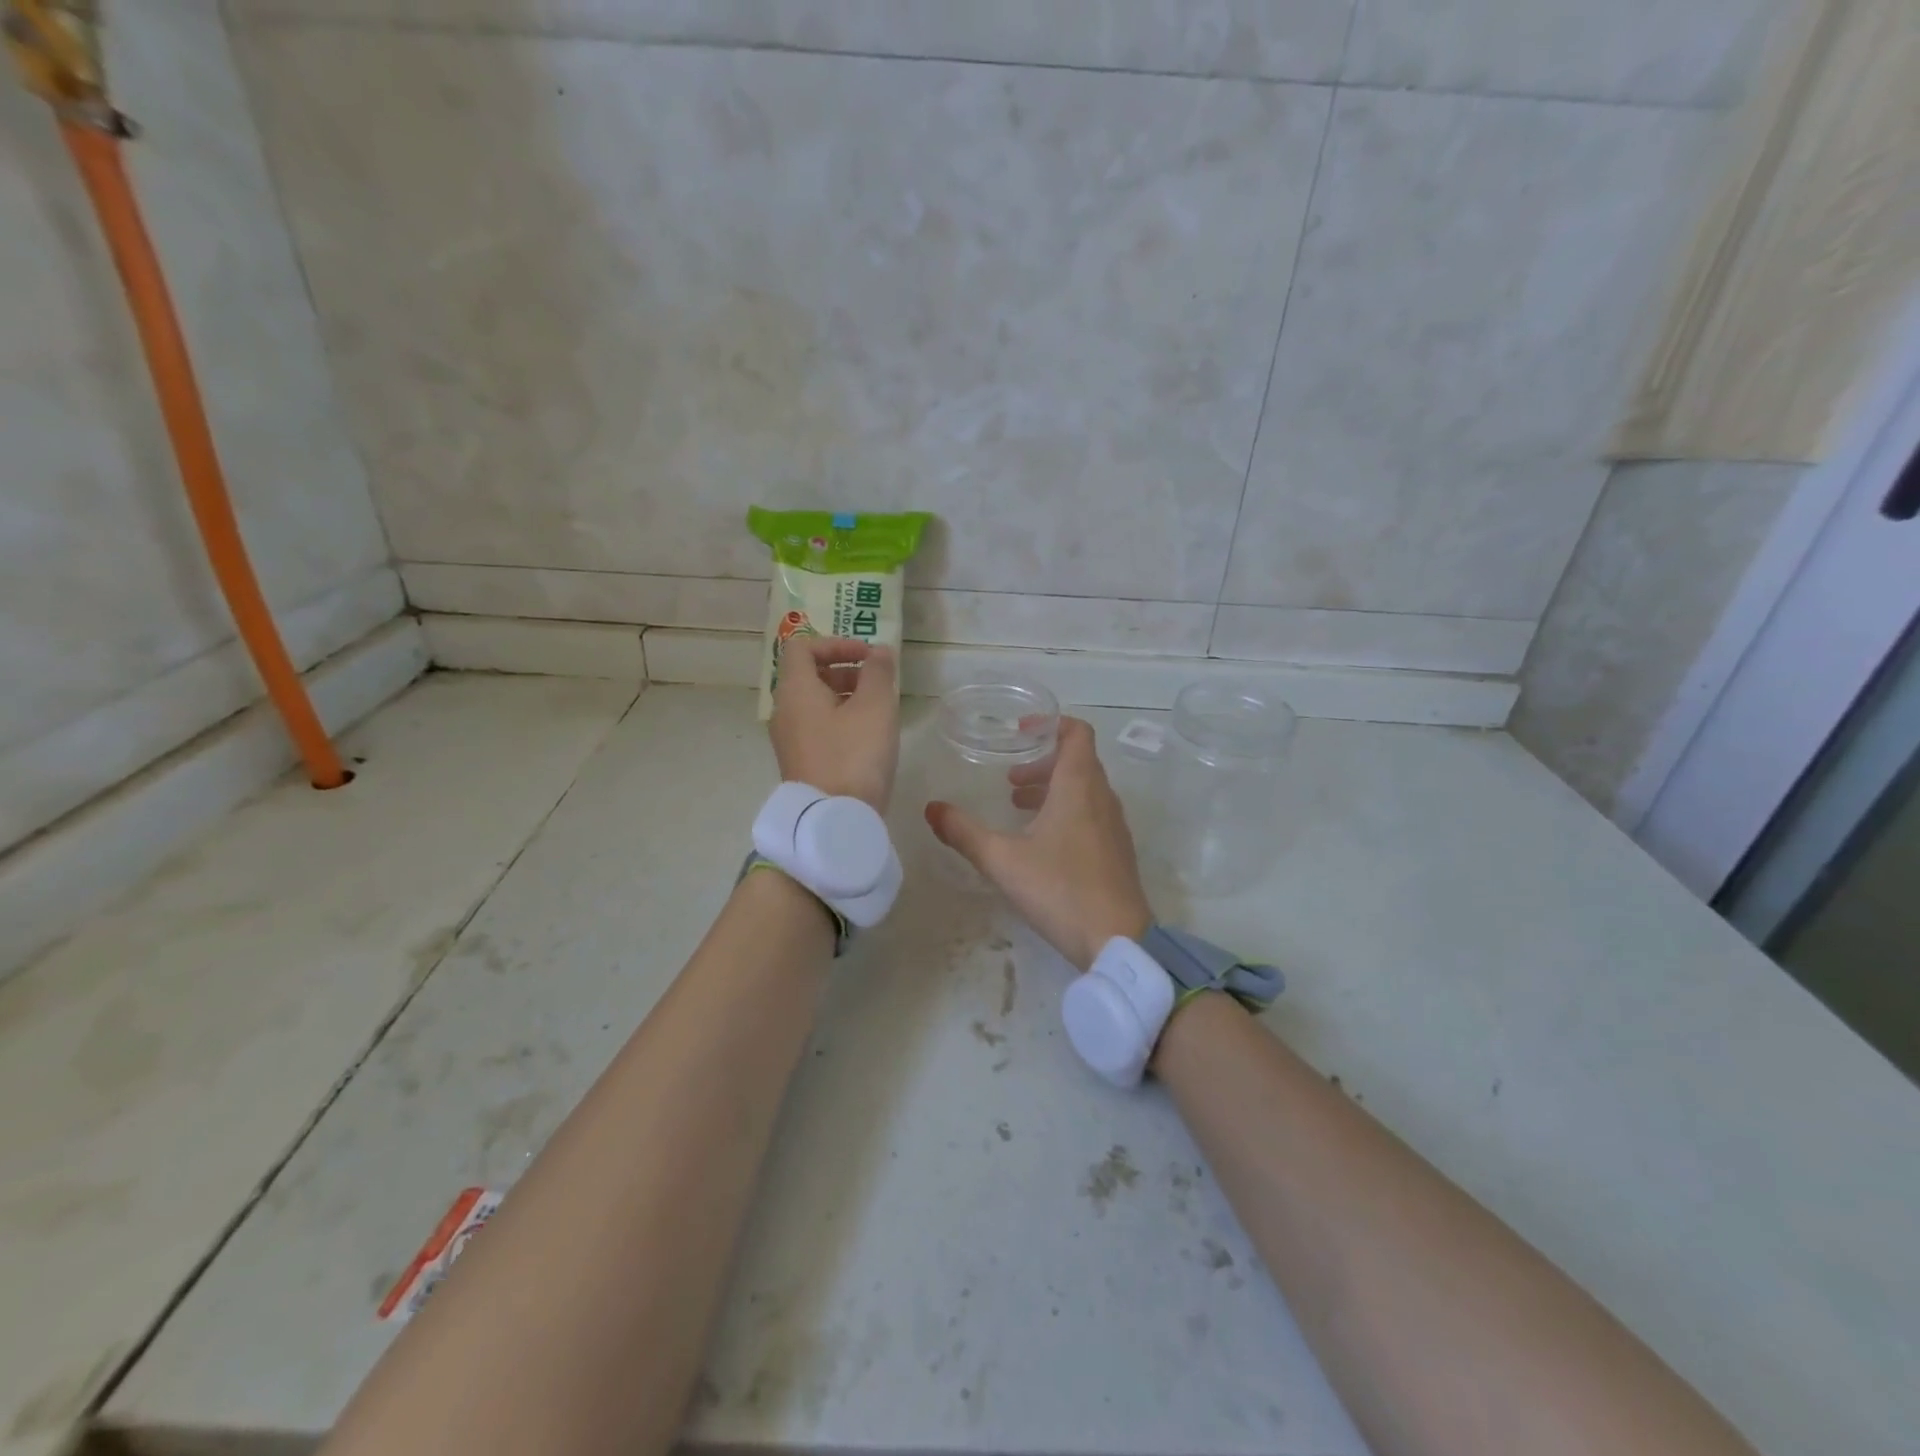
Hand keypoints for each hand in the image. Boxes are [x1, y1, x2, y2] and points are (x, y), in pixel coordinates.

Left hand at [770, 637, 899, 810]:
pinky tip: (867, 738)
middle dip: (845, 670)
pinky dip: (839, 720)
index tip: (868, 657)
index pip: (802, 647)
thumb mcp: (875, 707)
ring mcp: (789, 739)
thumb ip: (878, 672)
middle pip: (808, 675)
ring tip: (878, 712)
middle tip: (877, 684)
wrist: (833, 819)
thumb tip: (878, 652)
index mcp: (795, 690)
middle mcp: (784, 711)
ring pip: (814, 703)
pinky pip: (816, 727)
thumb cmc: (854, 756)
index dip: (836, 643)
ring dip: (845, 697)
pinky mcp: (800, 761)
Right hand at [925, 717, 1151, 969]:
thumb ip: (963, 832)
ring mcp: (1114, 826)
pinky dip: (1067, 810)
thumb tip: (931, 808)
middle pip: (1078, 761)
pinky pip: (1093, 813)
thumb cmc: (1060, 890)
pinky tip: (1042, 842)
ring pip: (1085, 789)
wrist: (1117, 940)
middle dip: (1043, 762)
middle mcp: (1102, 798)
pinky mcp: (1117, 851)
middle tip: (1010, 780)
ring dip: (1053, 788)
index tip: (1022, 732)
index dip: (1051, 724)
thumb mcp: (1002, 860)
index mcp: (1079, 787)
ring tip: (1019, 807)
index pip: (1078, 734)